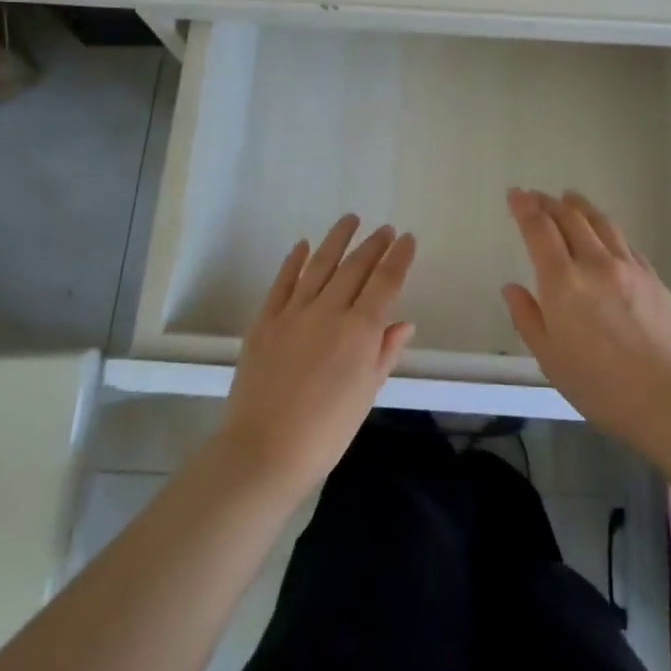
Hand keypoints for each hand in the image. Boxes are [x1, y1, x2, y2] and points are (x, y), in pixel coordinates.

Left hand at [220, 214, 416, 492]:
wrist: (264, 451)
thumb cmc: (326, 432)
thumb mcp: (366, 394)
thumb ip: (384, 352)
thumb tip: (403, 322)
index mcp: (359, 331)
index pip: (385, 282)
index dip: (398, 257)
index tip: (406, 238)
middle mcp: (329, 311)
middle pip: (355, 267)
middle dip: (373, 245)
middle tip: (384, 229)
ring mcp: (293, 313)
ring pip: (319, 265)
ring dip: (337, 239)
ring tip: (350, 219)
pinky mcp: (264, 321)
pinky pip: (282, 283)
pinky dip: (294, 261)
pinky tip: (303, 246)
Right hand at [502, 188, 670, 450]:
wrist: (670, 398)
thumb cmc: (600, 387)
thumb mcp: (550, 360)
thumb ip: (528, 318)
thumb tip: (512, 288)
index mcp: (563, 282)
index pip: (539, 230)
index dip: (524, 208)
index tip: (515, 194)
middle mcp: (595, 264)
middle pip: (570, 218)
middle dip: (548, 202)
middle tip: (536, 196)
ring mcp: (628, 267)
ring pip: (600, 223)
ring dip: (580, 206)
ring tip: (569, 197)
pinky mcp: (653, 277)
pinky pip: (624, 242)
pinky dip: (607, 229)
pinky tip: (605, 233)